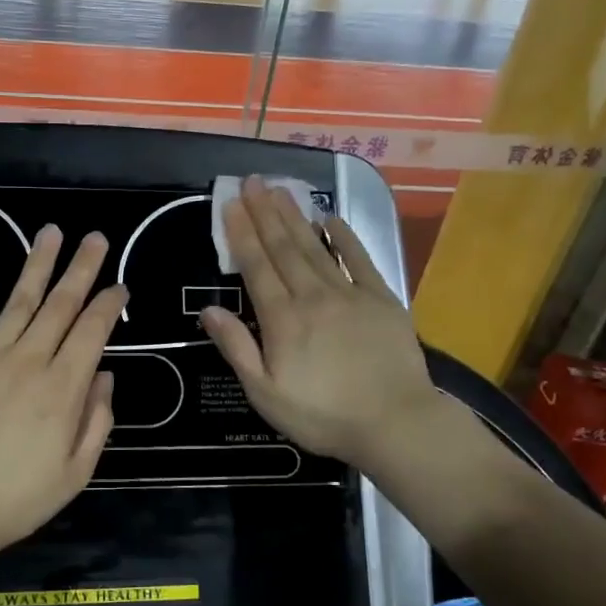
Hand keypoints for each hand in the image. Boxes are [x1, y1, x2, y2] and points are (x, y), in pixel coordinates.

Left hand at [0, 226, 125, 557]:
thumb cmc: (16, 499)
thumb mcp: (75, 473)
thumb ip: (97, 421)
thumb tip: (104, 376)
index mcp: (63, 389)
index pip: (93, 332)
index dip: (109, 305)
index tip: (120, 286)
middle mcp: (29, 361)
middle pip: (60, 305)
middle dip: (81, 268)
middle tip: (94, 237)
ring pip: (19, 301)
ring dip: (37, 265)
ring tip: (51, 233)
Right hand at [200, 176, 446, 473]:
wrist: (396, 423)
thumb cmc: (323, 415)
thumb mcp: (265, 393)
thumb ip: (237, 348)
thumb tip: (208, 310)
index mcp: (282, 319)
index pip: (256, 267)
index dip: (241, 234)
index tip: (230, 204)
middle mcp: (312, 296)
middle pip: (283, 248)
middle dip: (265, 213)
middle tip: (252, 181)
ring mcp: (350, 294)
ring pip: (315, 247)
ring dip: (295, 217)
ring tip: (280, 190)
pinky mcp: (382, 299)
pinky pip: (359, 259)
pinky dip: (344, 237)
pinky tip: (330, 218)